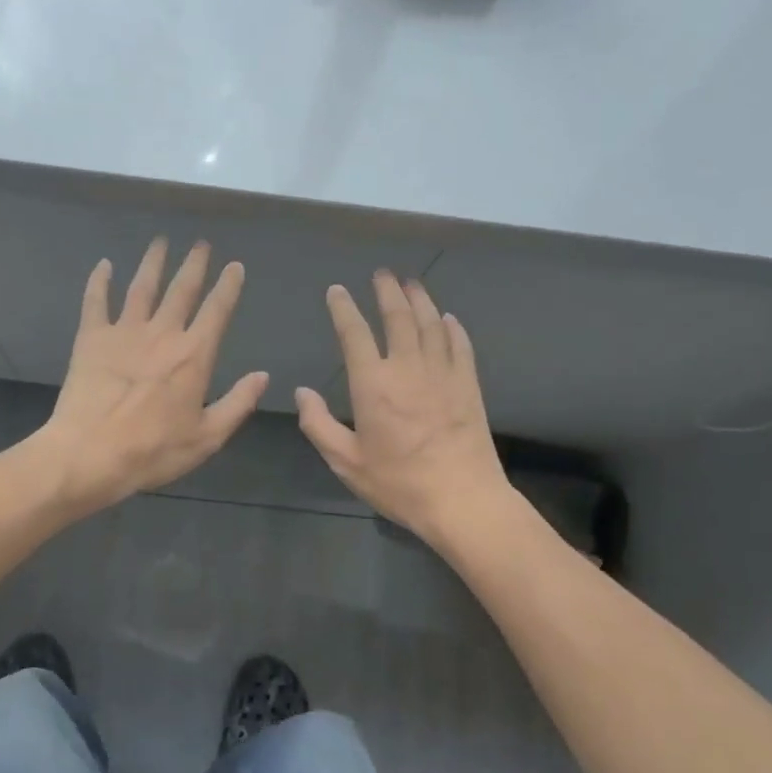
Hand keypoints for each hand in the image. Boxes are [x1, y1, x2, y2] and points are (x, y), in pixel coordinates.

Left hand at [33, 238, 268, 514]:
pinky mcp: (91, 338)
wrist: (89, 454)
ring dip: (153, 262)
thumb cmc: (153, 450)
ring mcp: (124, 331)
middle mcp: (162, 333)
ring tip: (160, 241)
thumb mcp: (207, 437)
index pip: (217, 310)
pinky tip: (104, 265)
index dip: (228, 286)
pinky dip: (100, 281)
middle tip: (201, 243)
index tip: (235, 266)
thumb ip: (238, 403)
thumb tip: (263, 376)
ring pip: (142, 286)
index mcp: (193, 355)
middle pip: (181, 289)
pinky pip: (96, 301)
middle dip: (194, 264)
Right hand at [295, 272, 509, 547]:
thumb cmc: (398, 483)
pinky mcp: (469, 384)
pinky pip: (460, 345)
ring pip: (431, 323)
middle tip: (382, 273)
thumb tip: (302, 393)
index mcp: (373, 384)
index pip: (354, 333)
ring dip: (420, 300)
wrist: (462, 499)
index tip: (337, 290)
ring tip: (412, 283)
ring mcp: (443, 373)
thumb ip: (319, 425)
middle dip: (387, 291)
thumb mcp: (346, 462)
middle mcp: (408, 367)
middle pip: (398, 316)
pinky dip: (452, 327)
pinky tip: (447, 319)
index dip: (343, 308)